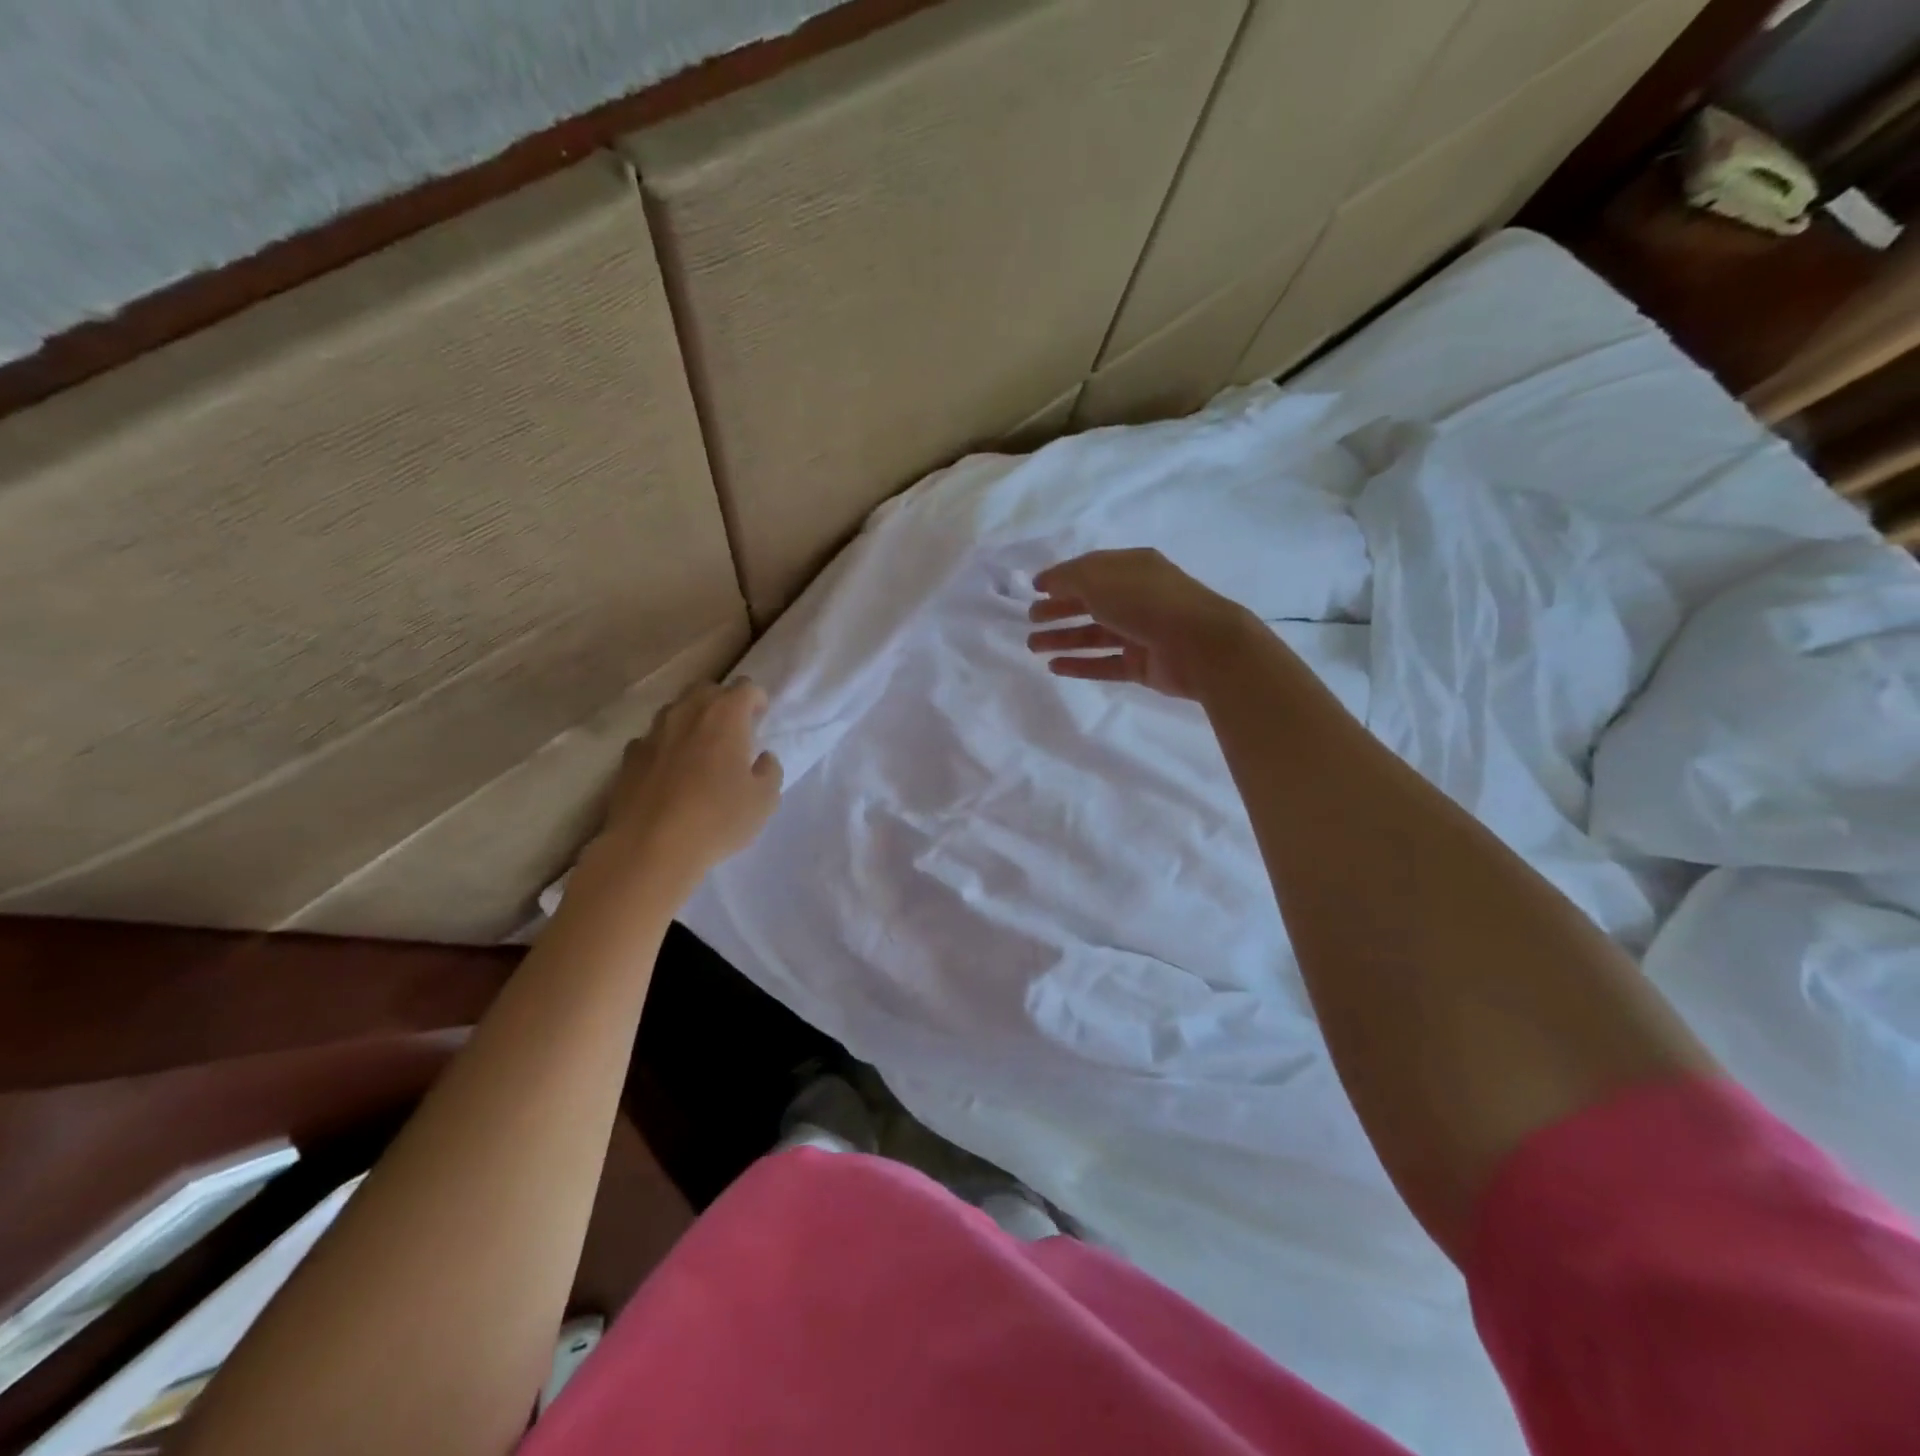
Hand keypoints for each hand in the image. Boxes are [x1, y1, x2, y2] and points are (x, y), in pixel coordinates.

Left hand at [577, 680, 782, 903]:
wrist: (650, 848)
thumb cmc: (718, 819)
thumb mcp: (765, 800)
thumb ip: (769, 770)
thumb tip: (762, 757)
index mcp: (725, 716)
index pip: (745, 688)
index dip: (756, 700)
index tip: (760, 718)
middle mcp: (687, 713)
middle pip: (707, 690)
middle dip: (722, 702)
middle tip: (732, 730)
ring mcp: (653, 733)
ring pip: (675, 711)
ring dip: (691, 721)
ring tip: (700, 749)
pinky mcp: (628, 757)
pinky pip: (652, 740)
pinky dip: (665, 747)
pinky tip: (669, 772)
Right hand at [1026, 549, 1253, 699]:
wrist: (1201, 645)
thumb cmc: (1147, 601)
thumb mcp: (1099, 579)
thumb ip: (1068, 579)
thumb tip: (1047, 583)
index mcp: (1133, 568)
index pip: (1090, 569)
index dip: (1061, 578)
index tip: (1034, 589)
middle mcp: (1137, 598)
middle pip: (1090, 603)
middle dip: (1058, 609)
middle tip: (1031, 619)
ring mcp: (1141, 633)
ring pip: (1094, 635)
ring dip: (1062, 638)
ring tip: (1033, 646)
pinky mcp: (1143, 665)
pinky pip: (1105, 664)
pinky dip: (1080, 665)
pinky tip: (1054, 668)